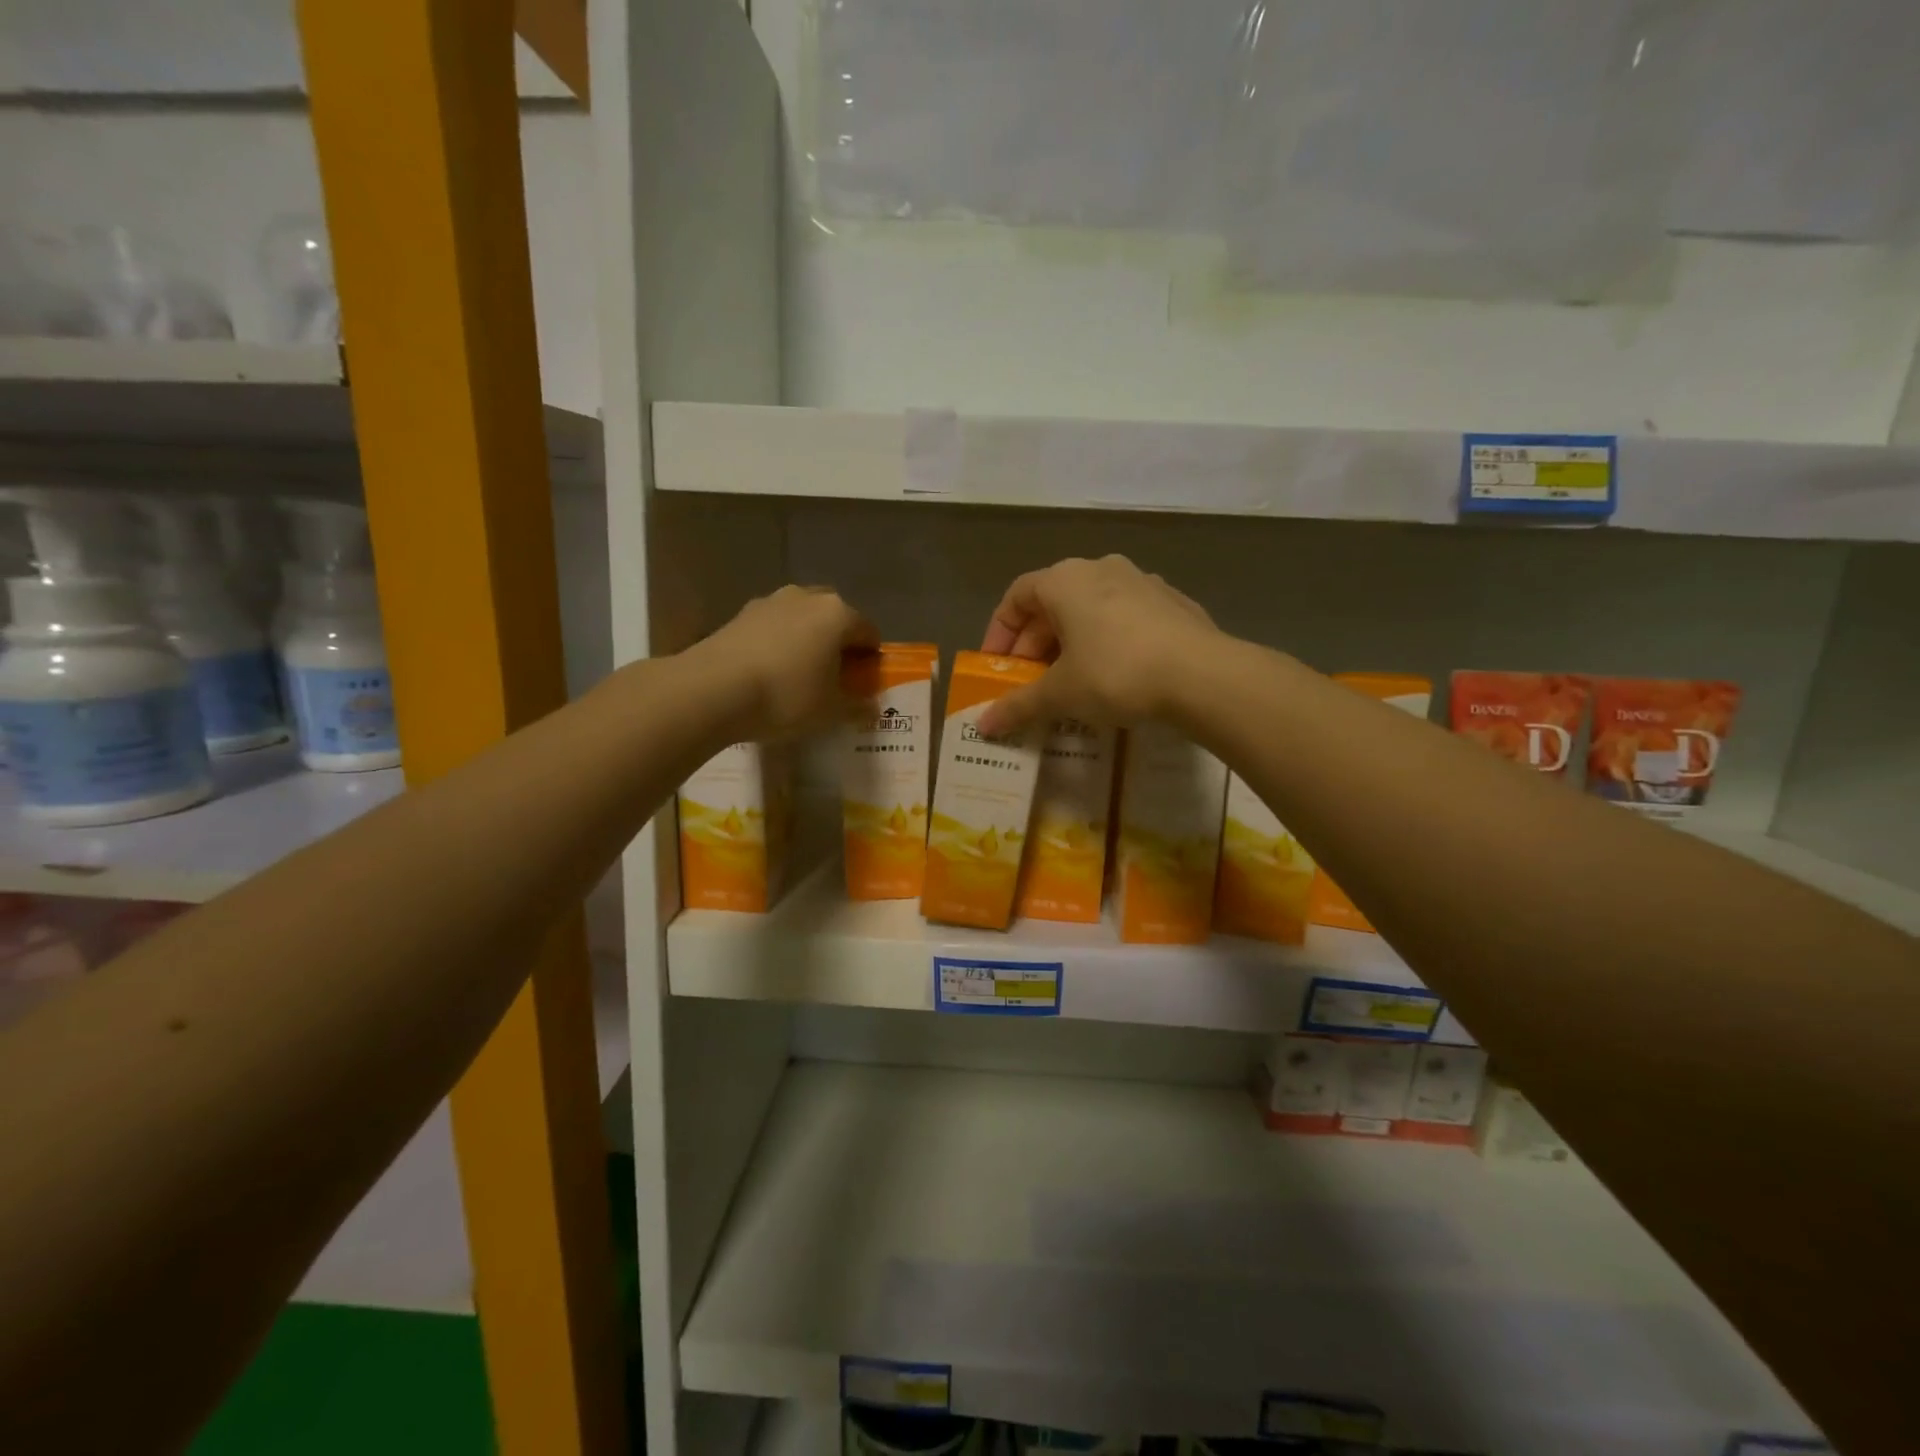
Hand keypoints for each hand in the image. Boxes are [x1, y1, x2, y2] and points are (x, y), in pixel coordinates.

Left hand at [691, 585, 876, 739]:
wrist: (712, 690)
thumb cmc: (786, 696)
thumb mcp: (830, 711)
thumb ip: (856, 706)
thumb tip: (871, 707)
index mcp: (838, 614)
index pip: (868, 632)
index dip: (871, 659)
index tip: (864, 683)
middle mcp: (807, 597)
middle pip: (835, 617)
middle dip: (838, 642)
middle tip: (834, 675)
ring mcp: (770, 601)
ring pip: (801, 618)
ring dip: (806, 639)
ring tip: (799, 673)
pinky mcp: (740, 614)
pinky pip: (773, 626)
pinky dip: (778, 643)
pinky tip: (769, 672)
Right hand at [977, 555, 1218, 736]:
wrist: (1202, 675)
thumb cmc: (1115, 673)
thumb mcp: (1060, 694)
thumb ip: (1018, 706)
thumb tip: (983, 725)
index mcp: (1065, 580)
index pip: (1017, 596)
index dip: (999, 632)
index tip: (996, 666)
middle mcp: (1101, 569)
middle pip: (1054, 603)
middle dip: (1036, 644)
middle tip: (1031, 683)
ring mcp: (1142, 582)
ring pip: (1092, 610)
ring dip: (1073, 643)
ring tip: (1072, 682)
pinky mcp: (1174, 603)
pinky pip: (1126, 619)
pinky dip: (1109, 642)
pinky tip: (1117, 677)